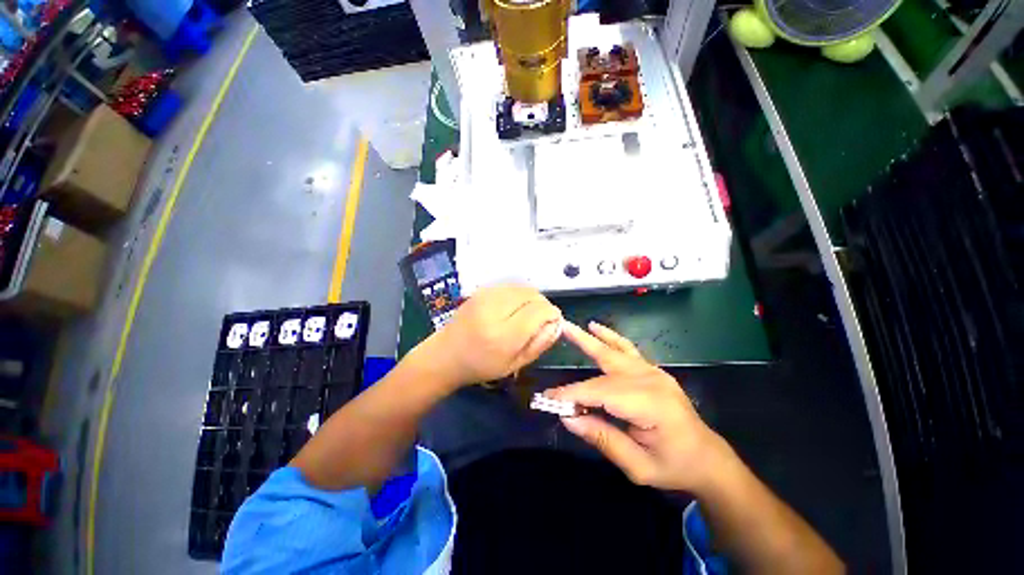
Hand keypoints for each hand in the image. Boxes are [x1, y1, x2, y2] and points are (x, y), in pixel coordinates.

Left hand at [417, 285, 562, 387]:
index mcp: (504, 335)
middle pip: (533, 294)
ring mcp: (486, 296)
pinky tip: (514, 308)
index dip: (552, 315)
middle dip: (543, 305)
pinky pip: (511, 286)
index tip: (553, 323)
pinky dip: (519, 295)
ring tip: (527, 314)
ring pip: (524, 287)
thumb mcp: (515, 364)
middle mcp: (495, 309)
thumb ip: (540, 344)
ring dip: (532, 298)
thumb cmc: (481, 366)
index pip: (540, 311)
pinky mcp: (482, 290)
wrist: (446, 354)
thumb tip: (557, 324)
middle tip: (541, 320)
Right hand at [547, 322, 731, 491]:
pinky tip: (597, 327)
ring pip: (614, 351)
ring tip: (568, 327)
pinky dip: (610, 337)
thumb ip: (603, 438)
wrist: (707, 458)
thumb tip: (568, 417)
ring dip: (590, 339)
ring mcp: (653, 371)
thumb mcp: (638, 466)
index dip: (573, 394)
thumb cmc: (674, 466)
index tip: (548, 398)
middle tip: (555, 343)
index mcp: (650, 404)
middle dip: (577, 358)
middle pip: (605, 368)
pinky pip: (627, 349)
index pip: (601, 393)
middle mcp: (651, 381)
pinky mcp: (652, 370)